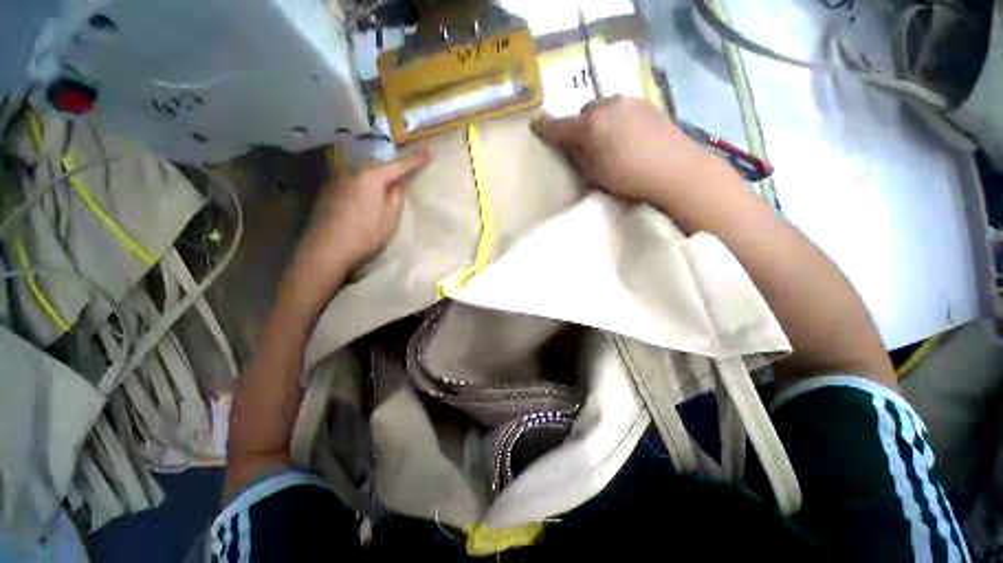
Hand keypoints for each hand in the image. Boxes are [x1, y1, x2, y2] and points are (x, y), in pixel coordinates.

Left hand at [286, 150, 431, 304]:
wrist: (327, 249)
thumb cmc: (365, 234)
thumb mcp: (390, 219)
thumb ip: (396, 197)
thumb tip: (398, 184)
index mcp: (371, 178)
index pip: (399, 166)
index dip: (415, 161)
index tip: (429, 152)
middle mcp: (353, 173)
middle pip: (378, 168)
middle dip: (393, 171)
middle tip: (405, 176)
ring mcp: (337, 181)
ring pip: (363, 176)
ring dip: (376, 181)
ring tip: (382, 193)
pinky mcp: (327, 191)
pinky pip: (351, 184)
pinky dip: (361, 188)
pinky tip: (361, 203)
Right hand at [531, 96, 729, 203]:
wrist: (675, 170)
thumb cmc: (627, 178)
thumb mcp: (594, 173)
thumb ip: (578, 156)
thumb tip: (570, 146)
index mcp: (590, 126)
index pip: (560, 126)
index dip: (546, 127)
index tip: (534, 125)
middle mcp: (607, 106)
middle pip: (584, 112)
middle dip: (580, 126)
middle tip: (584, 144)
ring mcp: (629, 102)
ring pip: (604, 108)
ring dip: (599, 121)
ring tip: (607, 140)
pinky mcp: (647, 104)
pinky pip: (622, 109)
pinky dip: (616, 120)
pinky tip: (626, 136)